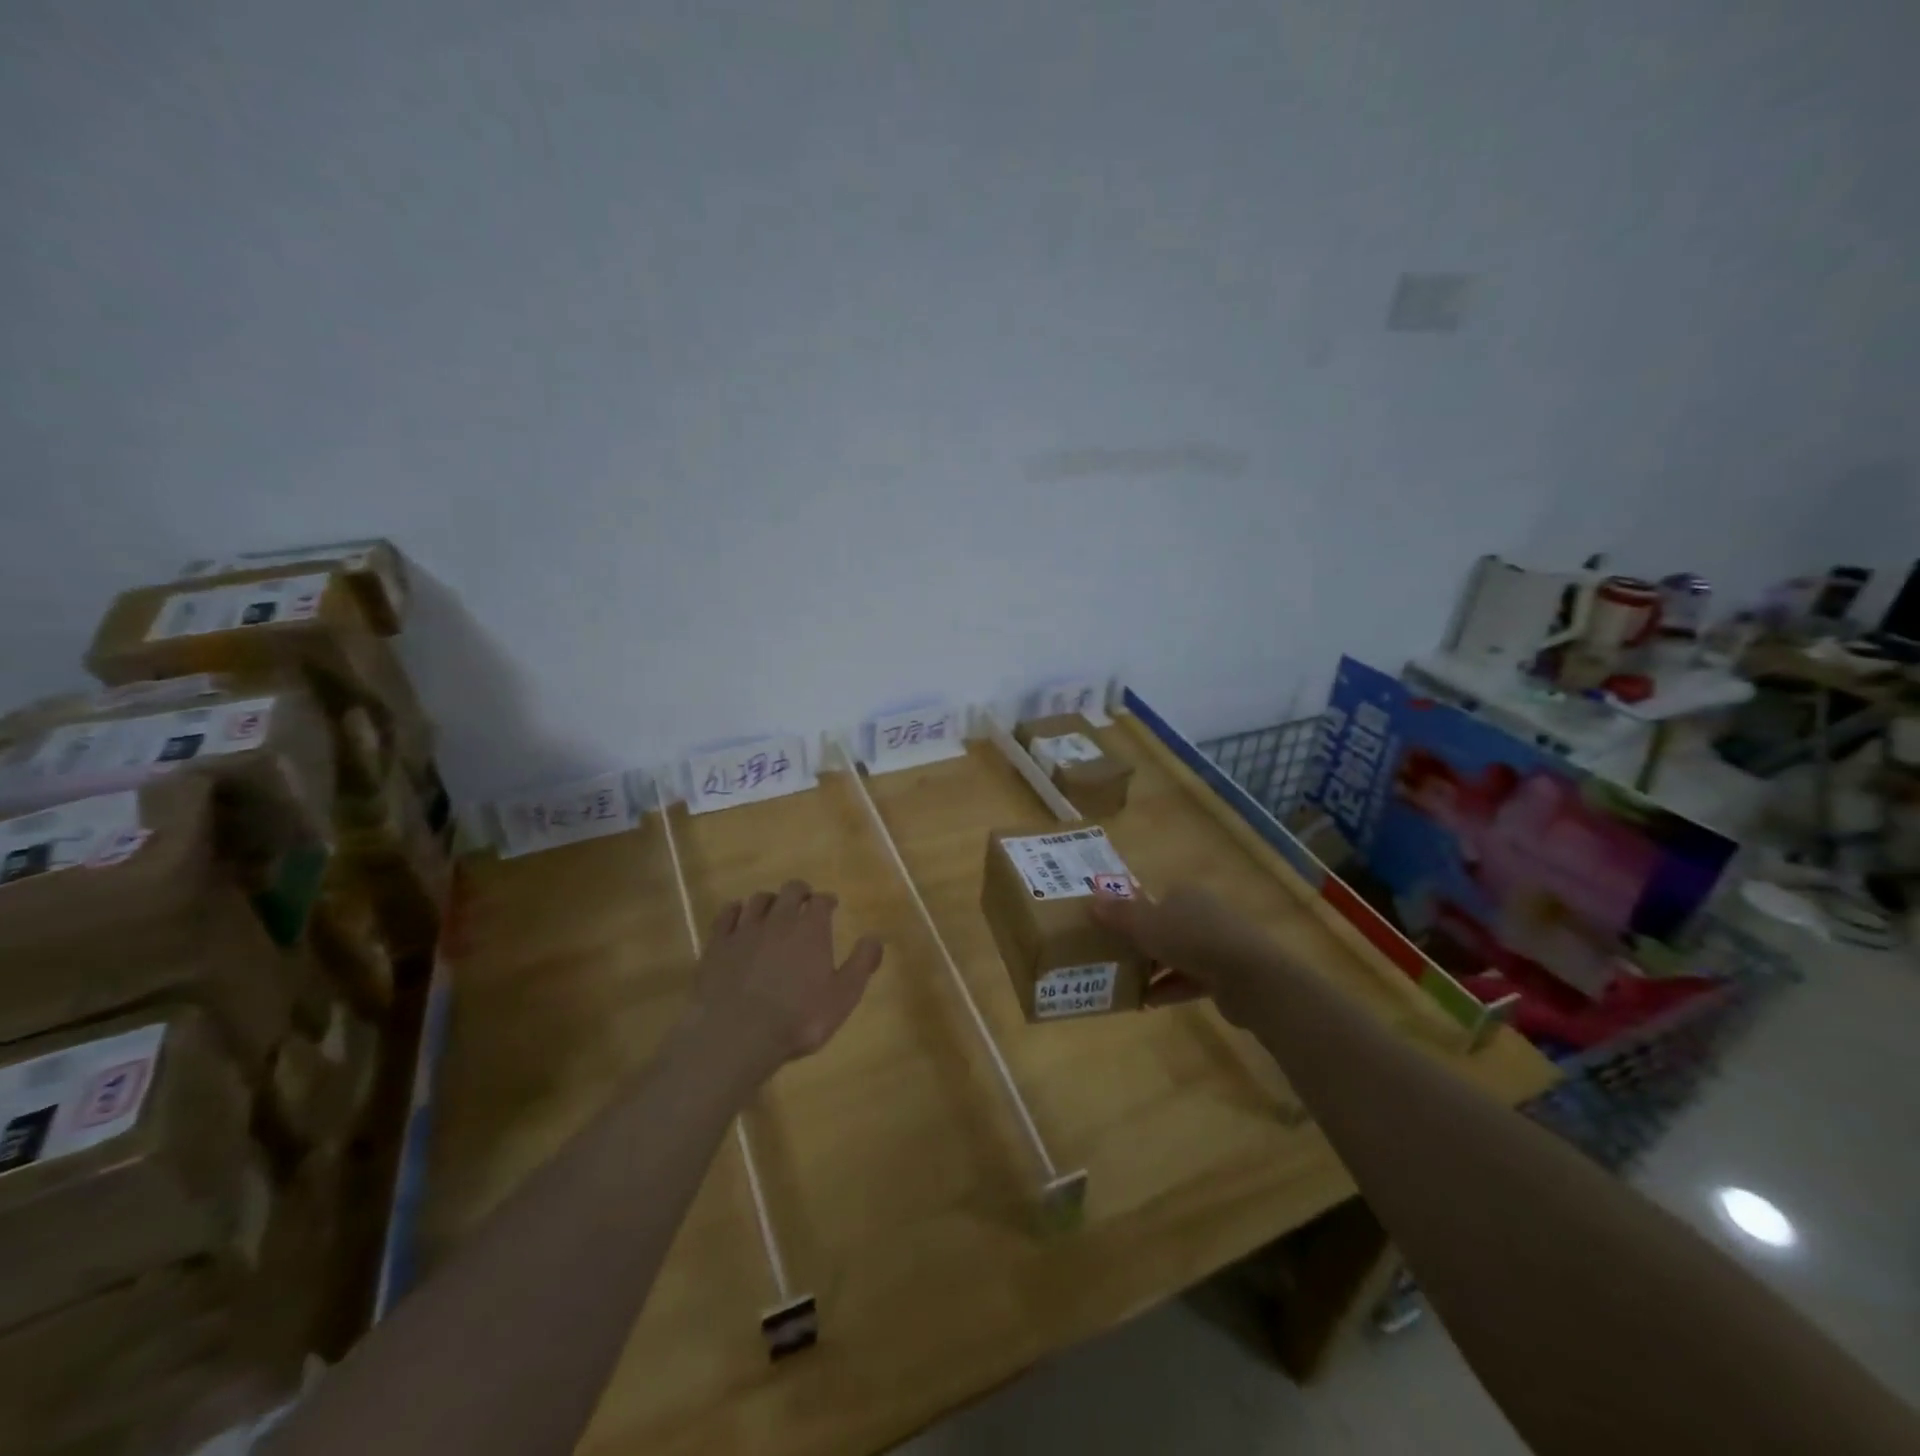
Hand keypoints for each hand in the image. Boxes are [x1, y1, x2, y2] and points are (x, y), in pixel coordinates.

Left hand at [689, 879, 883, 1076]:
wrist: (736, 1034)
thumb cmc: (798, 1018)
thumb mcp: (843, 997)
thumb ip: (862, 964)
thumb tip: (875, 937)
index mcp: (811, 929)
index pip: (822, 901)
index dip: (827, 901)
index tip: (831, 905)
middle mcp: (779, 920)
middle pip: (790, 891)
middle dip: (800, 892)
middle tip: (804, 902)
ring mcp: (745, 929)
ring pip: (759, 900)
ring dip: (770, 901)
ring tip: (773, 910)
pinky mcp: (718, 944)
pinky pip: (726, 915)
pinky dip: (735, 910)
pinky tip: (737, 915)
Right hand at [1090, 883, 1277, 1025]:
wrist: (1249, 977)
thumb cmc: (1192, 940)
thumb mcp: (1146, 925)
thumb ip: (1118, 915)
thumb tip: (1091, 900)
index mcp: (1186, 895)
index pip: (1156, 899)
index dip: (1135, 914)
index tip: (1115, 932)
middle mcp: (1203, 914)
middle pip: (1166, 927)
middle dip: (1144, 944)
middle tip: (1117, 959)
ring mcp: (1218, 945)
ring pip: (1178, 954)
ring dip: (1155, 969)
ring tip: (1127, 984)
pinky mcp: (1226, 975)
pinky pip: (1191, 979)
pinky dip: (1170, 988)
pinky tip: (1147, 1003)